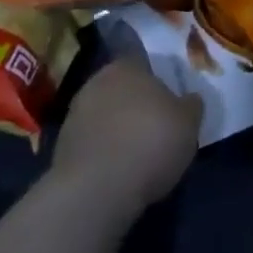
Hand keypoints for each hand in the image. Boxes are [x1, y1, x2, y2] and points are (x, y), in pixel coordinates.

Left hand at [50, 58, 201, 221]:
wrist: (97, 189)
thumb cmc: (150, 142)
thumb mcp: (189, 123)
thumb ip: (190, 105)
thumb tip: (190, 99)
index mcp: (127, 65)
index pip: (142, 62)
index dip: (156, 80)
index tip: (166, 101)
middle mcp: (96, 81)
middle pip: (121, 87)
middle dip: (134, 103)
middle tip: (154, 125)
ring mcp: (74, 114)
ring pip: (103, 114)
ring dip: (116, 127)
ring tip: (135, 153)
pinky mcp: (61, 147)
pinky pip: (90, 142)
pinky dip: (102, 151)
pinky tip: (116, 170)